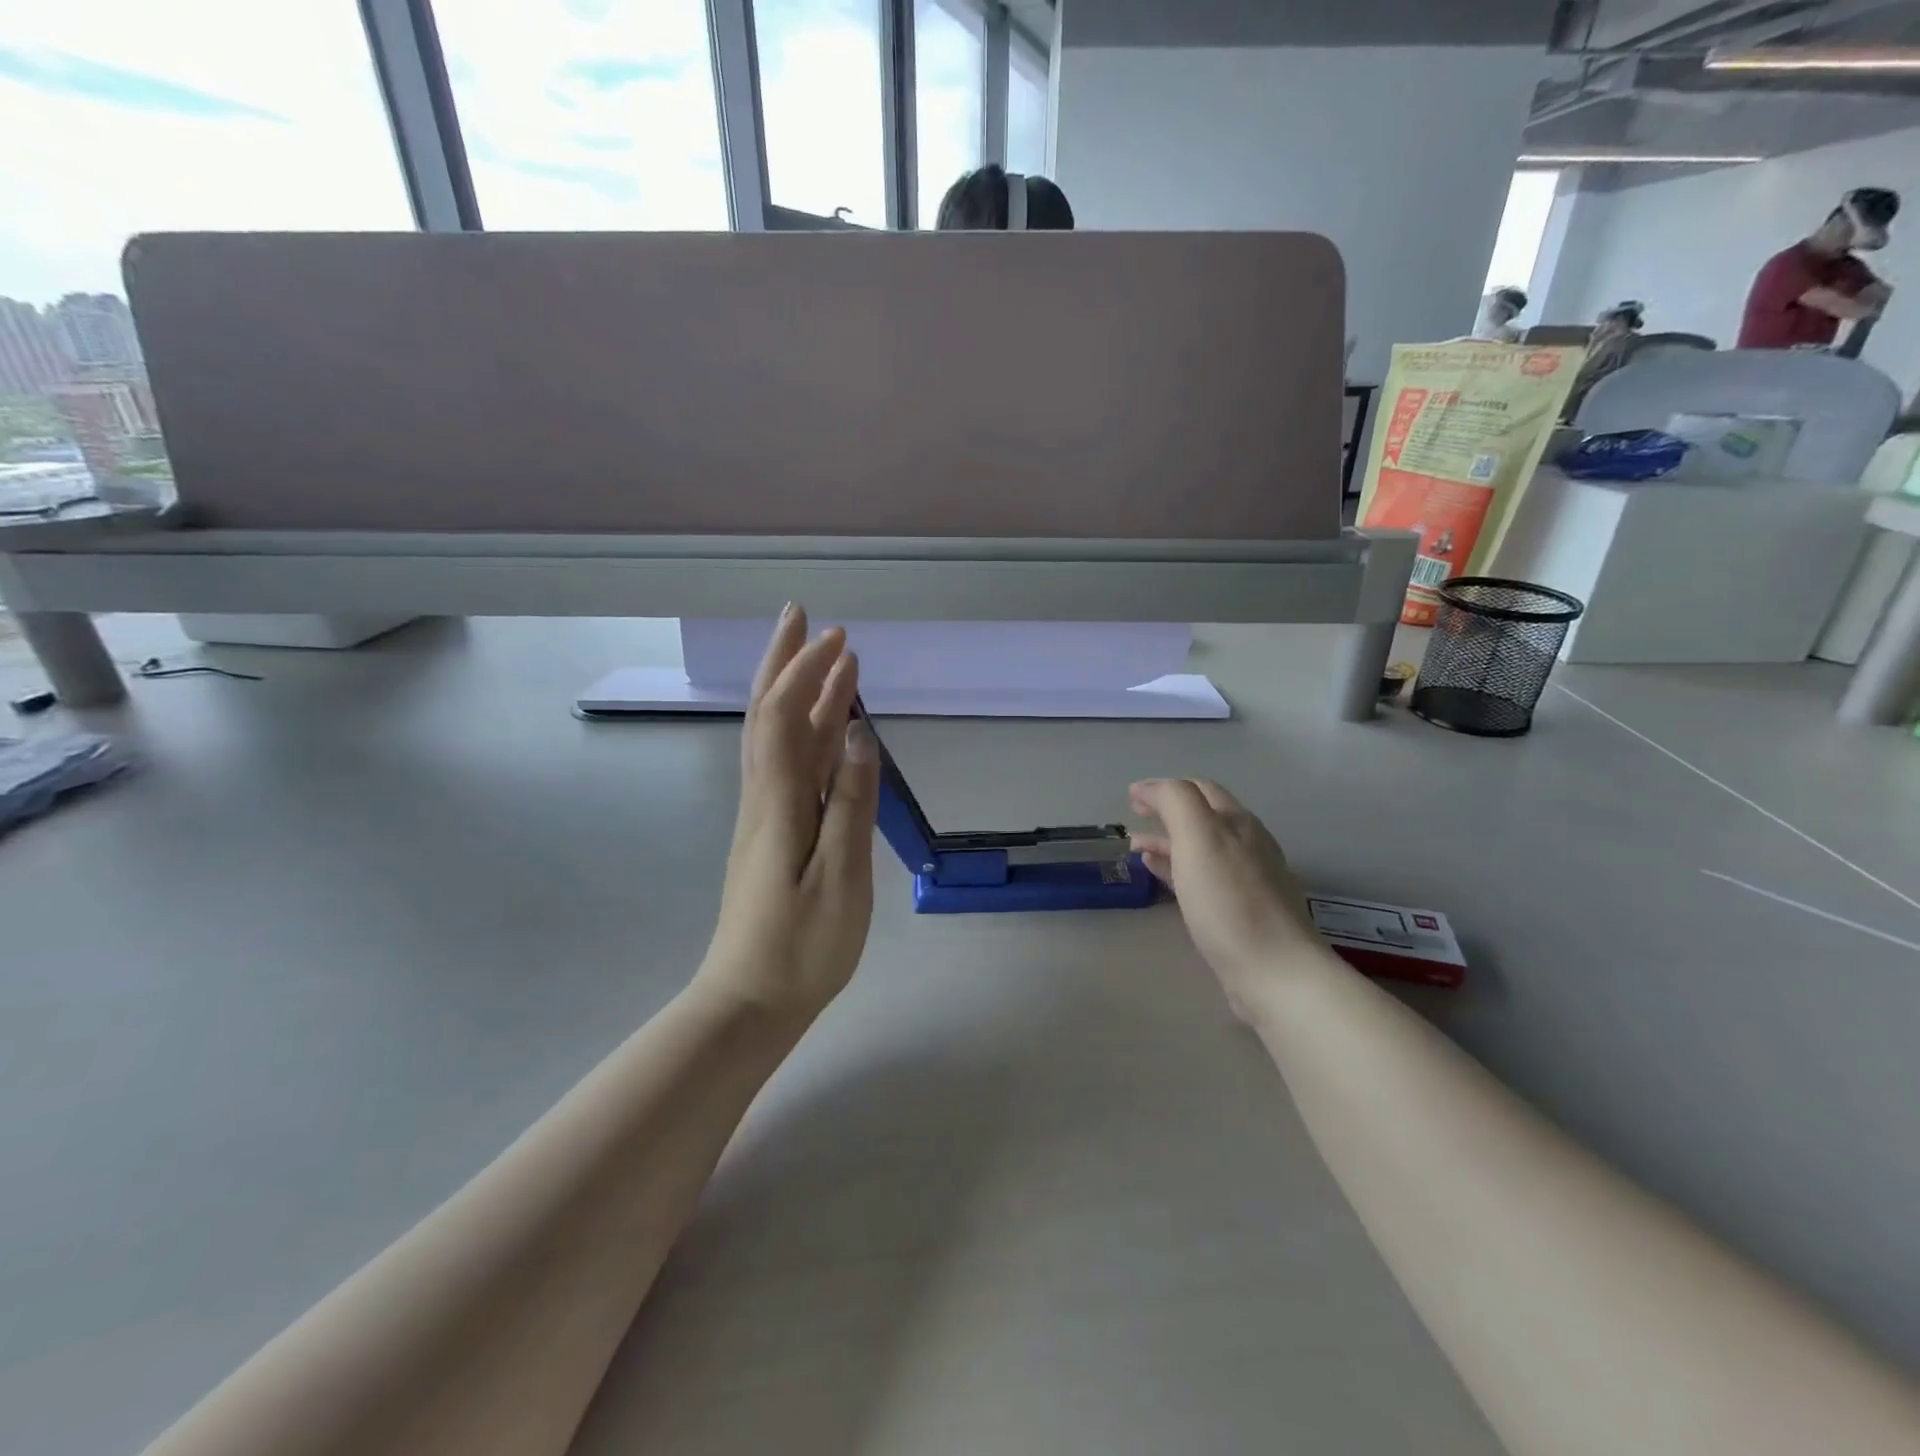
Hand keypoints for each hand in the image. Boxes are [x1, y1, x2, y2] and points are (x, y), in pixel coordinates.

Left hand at [698, 606, 879, 1020]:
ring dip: (797, 690)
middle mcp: (763, 796)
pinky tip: (826, 727)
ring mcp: (764, 814)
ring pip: (777, 736)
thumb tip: (859, 734)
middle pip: (768, 713)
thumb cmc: (801, 947)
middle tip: (805, 618)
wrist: (749, 1001)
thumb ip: (849, 804)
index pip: (786, 717)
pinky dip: (805, 732)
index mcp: (777, 802)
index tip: (840, 639)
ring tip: (826, 658)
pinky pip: (787, 764)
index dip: (809, 672)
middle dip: (786, 661)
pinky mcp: (771, 832)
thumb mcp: (839, 879)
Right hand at [1129, 779, 1324, 1021]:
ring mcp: (1248, 880)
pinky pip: (1204, 878)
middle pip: (1203, 818)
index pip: (1199, 789)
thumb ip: (1175, 801)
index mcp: (1238, 822)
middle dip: (1166, 813)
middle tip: (1133, 820)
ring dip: (1168, 842)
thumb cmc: (1229, 901)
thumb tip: (1149, 788)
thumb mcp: (1199, 836)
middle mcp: (1248, 845)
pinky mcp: (1242, 912)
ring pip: (1201, 849)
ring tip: (1136, 850)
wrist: (1275, 972)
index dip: (1163, 788)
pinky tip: (1160, 878)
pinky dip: (1178, 869)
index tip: (1130, 799)